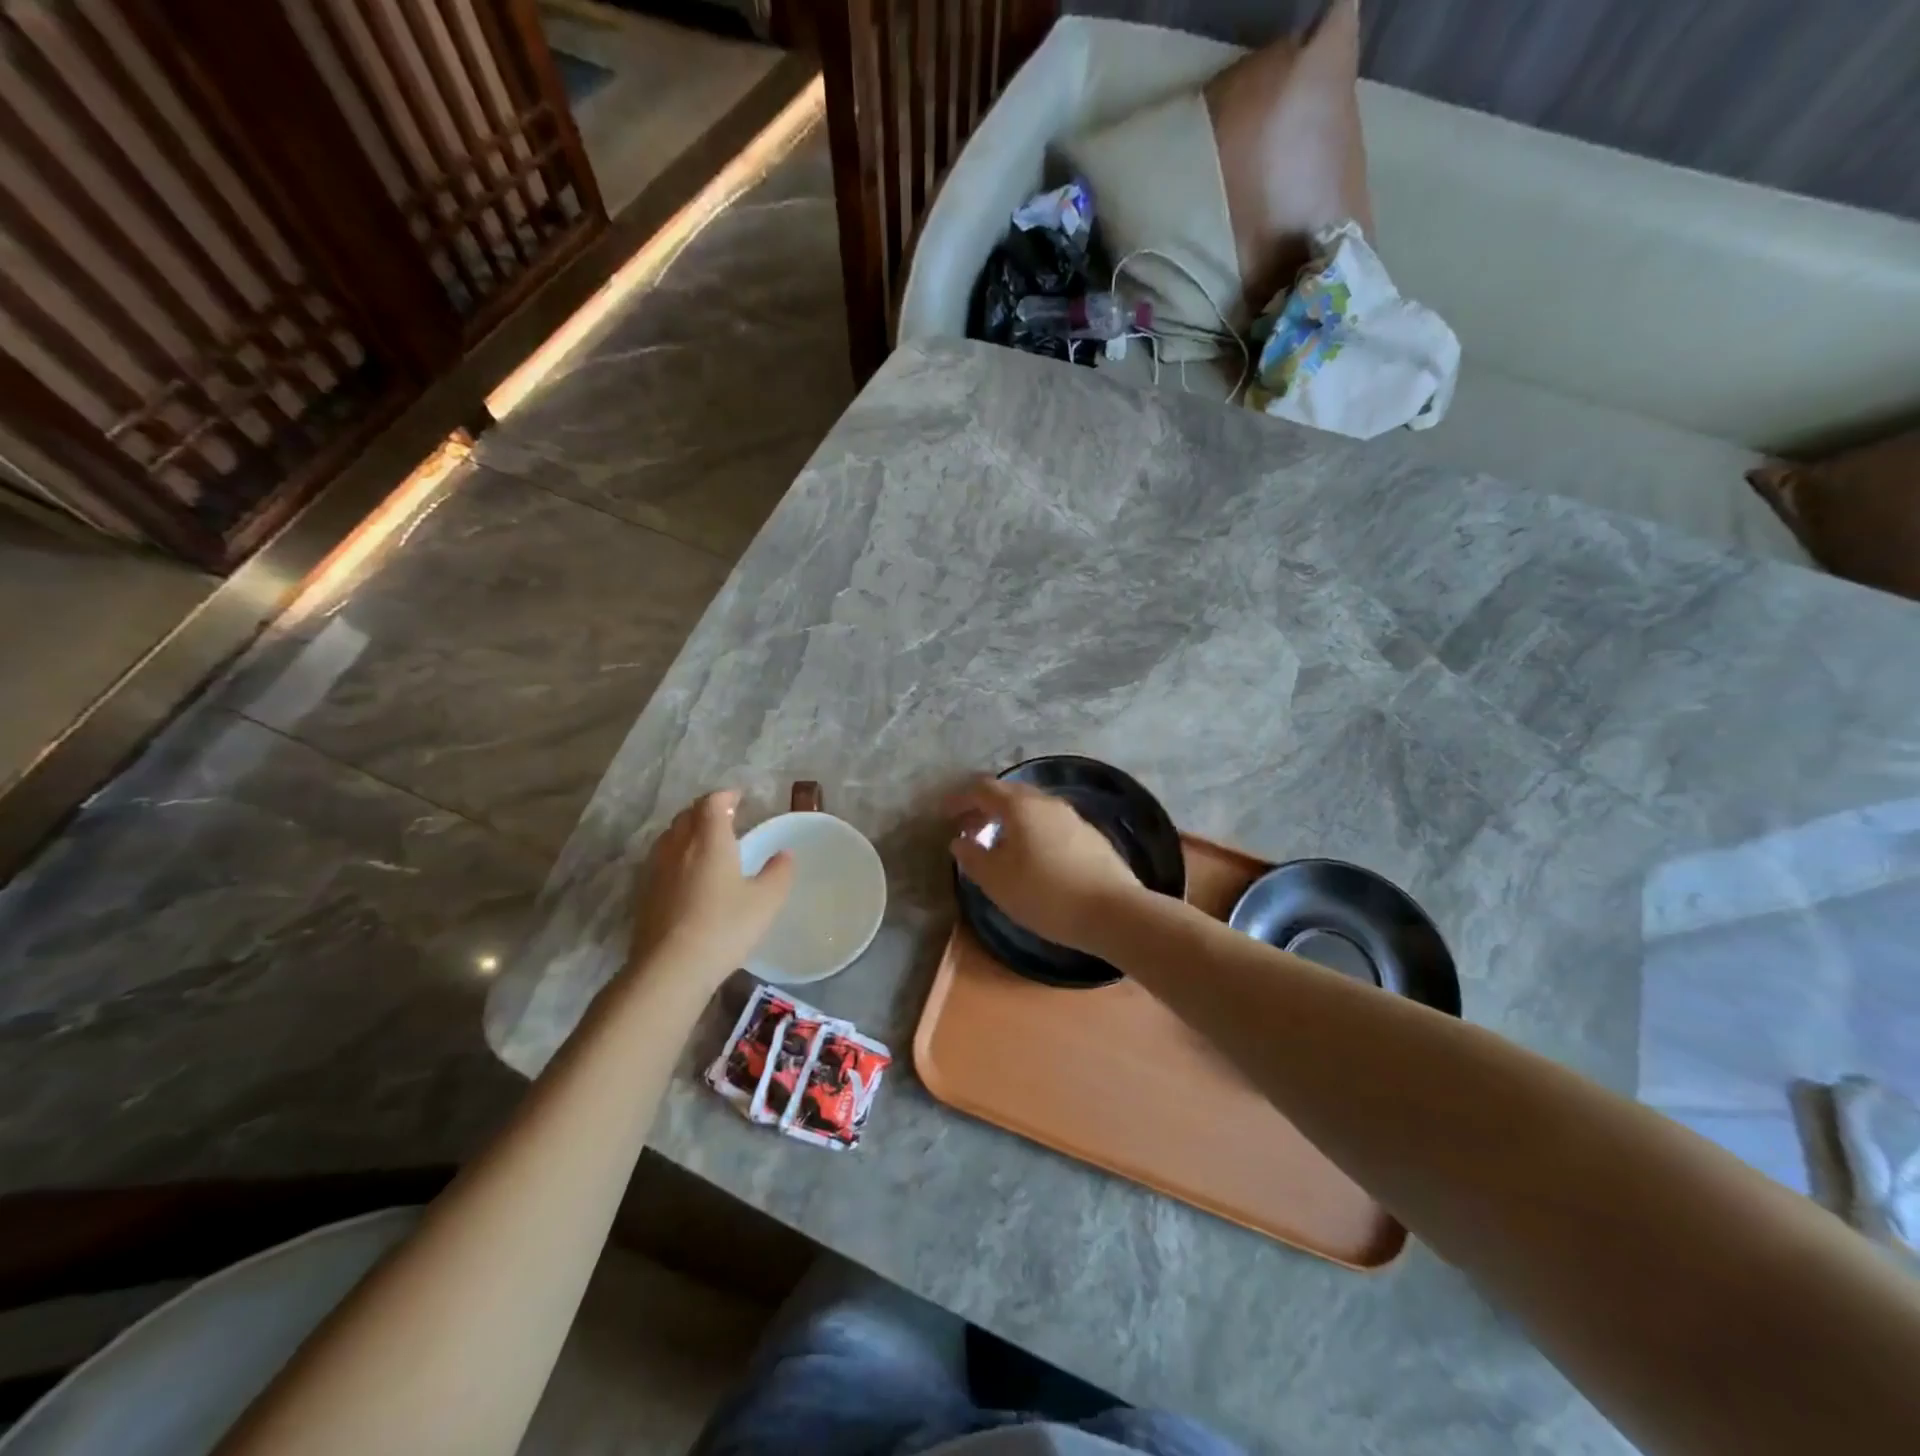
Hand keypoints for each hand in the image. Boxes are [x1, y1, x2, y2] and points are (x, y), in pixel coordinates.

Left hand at [628, 791, 792, 985]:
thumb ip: (778, 873)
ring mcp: (656, 870)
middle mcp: (679, 846)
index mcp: (710, 840)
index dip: (725, 796)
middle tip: (725, 818)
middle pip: (687, 815)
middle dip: (705, 811)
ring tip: (705, 843)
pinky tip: (686, 876)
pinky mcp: (644, 893)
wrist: (669, 968)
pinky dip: (675, 856)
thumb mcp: (765, 901)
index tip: (739, 798)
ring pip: (670, 837)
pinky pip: (660, 860)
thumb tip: (784, 854)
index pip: (712, 802)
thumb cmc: (724, 927)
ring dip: (687, 831)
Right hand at [947, 778, 1144, 952]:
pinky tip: (1030, 857)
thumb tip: (959, 842)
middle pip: (1009, 794)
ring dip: (1008, 821)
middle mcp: (1047, 802)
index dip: (960, 799)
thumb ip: (972, 857)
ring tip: (996, 846)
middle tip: (968, 830)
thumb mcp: (997, 881)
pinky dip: (1030, 831)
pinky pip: (1049, 823)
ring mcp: (1072, 817)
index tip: (945, 814)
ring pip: (1031, 808)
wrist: (1113, 911)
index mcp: (1020, 806)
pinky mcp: (1089, 835)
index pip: (982, 789)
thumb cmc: (1045, 894)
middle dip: (984, 809)